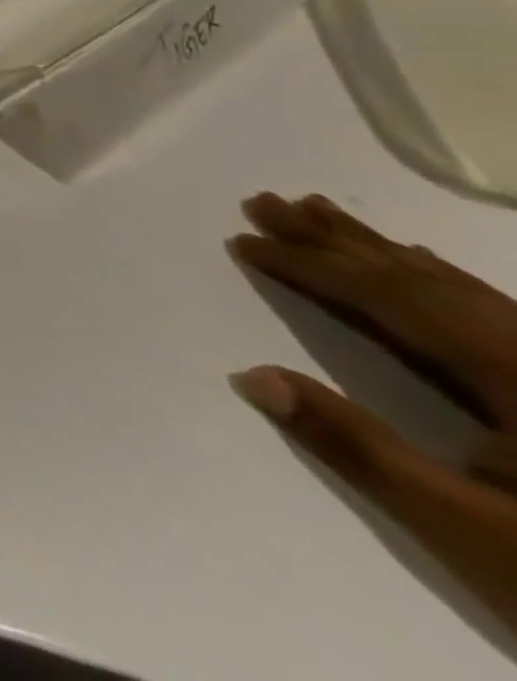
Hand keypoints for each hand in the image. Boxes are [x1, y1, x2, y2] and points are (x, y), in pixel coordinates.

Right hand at [229, 193, 516, 627]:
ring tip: (315, 210)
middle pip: (424, 281)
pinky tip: (413, 260)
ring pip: (457, 287)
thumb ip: (358, 448)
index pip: (392, 299)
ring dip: (377, 248)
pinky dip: (431, 275)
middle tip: (263, 201)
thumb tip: (252, 376)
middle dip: (336, 239)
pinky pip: (488, 306)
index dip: (312, 266)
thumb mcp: (468, 530)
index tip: (244, 240)